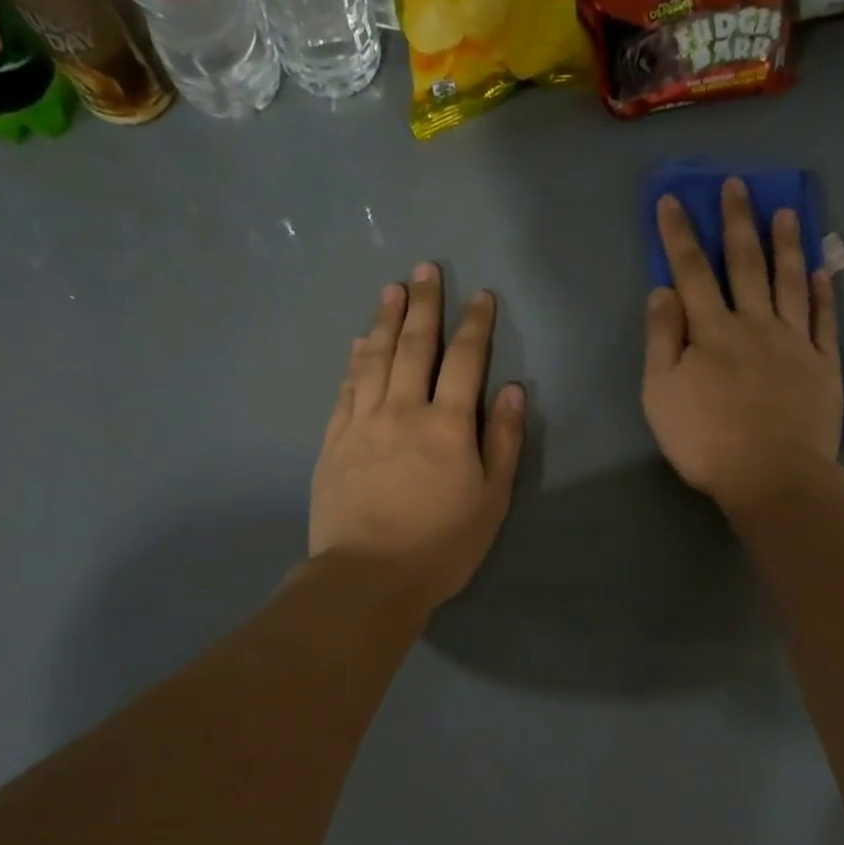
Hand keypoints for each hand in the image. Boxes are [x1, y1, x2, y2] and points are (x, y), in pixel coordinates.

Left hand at [310, 263, 525, 610]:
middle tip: (425, 268)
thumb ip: (501, 442)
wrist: (368, 576)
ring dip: (385, 320)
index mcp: (447, 425)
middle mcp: (402, 410)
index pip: (465, 361)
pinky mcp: (334, 442)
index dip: (475, 325)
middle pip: (414, 346)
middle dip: (424, 305)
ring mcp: (362, 423)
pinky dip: (354, 361)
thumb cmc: (441, 545)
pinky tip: (358, 344)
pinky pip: (346, 389)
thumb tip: (510, 391)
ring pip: (374, 359)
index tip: (481, 295)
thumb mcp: (491, 501)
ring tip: (391, 289)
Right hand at [642, 178, 843, 514]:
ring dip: (785, 244)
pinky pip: (824, 320)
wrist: (772, 475)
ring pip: (789, 282)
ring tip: (785, 210)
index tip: (673, 199)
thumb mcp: (661, 394)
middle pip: (745, 264)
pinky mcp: (823, 364)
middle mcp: (754, 324)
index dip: (680, 234)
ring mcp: (794, 342)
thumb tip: (663, 291)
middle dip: (737, 222)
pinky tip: (821, 271)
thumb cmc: (706, 440)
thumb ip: (662, 340)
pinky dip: (823, 293)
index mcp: (711, 331)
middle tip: (738, 185)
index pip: (692, 271)